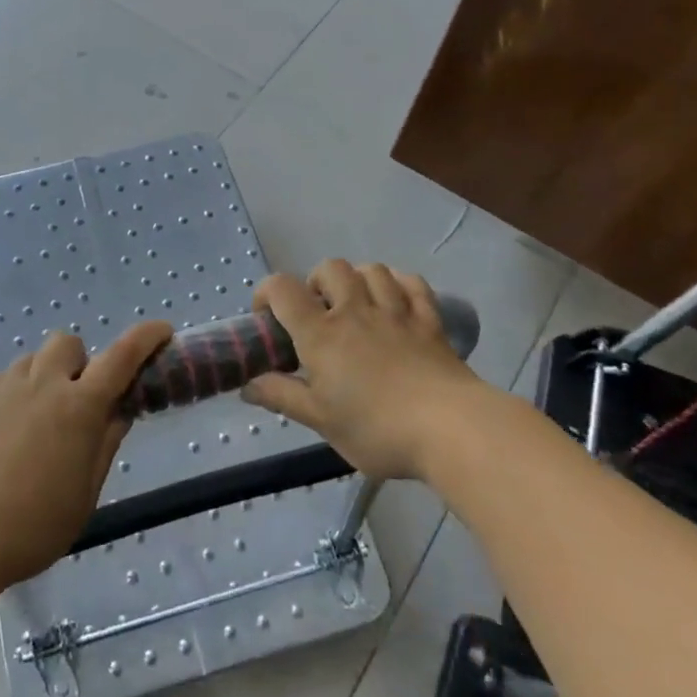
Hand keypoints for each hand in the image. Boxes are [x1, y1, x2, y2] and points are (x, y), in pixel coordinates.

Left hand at [0, 321, 172, 590]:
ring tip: (34, 425)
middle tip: (76, 403)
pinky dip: (13, 397)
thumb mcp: (83, 495)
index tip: (162, 331)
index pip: (122, 356)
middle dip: (79, 363)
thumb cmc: (31, 525)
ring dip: (44, 380)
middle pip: (68, 344)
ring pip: (31, 362)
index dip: (146, 339)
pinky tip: (1, 438)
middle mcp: (41, 383)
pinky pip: (1, 382)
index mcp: (79, 406)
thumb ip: (104, 445)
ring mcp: (1, 387)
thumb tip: (118, 413)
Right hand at [243, 260, 482, 480]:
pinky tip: (395, 300)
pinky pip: (412, 283)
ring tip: (356, 304)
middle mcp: (355, 310)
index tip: (267, 316)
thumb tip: (247, 385)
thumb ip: (281, 396)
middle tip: (318, 313)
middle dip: (316, 281)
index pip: (282, 289)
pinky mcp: (429, 320)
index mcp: (321, 333)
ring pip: (372, 270)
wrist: (450, 429)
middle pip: (330, 267)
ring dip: (357, 279)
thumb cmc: (376, 428)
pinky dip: (399, 284)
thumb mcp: (320, 420)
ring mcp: (396, 311)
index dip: (267, 292)